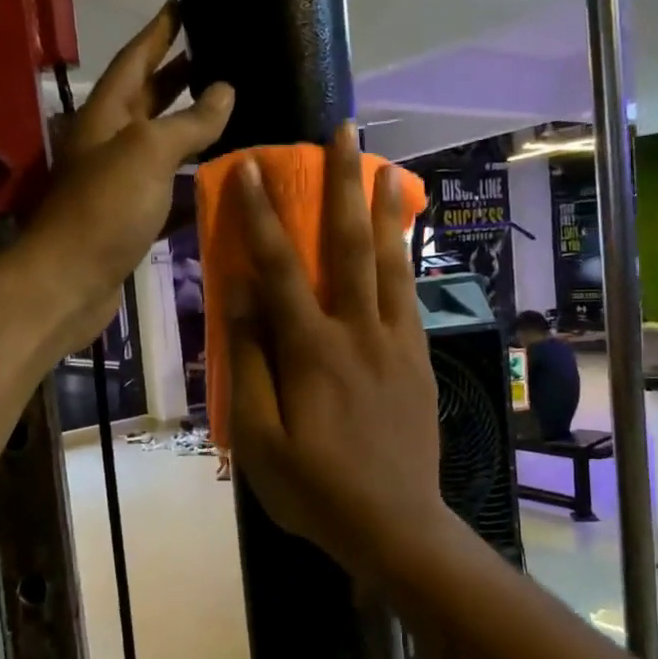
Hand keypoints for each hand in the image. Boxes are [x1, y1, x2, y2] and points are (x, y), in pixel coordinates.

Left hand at [19, 2, 232, 356]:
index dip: (158, 32)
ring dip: (190, 128)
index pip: (134, 59)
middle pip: (147, 99)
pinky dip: (191, 179)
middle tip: (216, 55)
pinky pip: (166, 188)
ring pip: (159, 145)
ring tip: (230, 111)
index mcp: (105, 114)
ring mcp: (118, 183)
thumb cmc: (105, 208)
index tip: (182, 5)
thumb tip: (225, 90)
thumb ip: (189, 121)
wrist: (70, 282)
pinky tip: (220, 176)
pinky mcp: (130, 219)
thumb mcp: (148, 152)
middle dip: (177, 75)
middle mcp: (109, 143)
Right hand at [225, 122, 445, 582]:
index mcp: (312, 352)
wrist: (396, 526)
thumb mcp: (259, 441)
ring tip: (385, 166)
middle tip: (341, 132)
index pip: (280, 270)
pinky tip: (403, 239)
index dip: (261, 216)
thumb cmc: (316, 491)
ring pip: (389, 263)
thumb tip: (240, 299)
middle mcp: (358, 333)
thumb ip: (250, 365)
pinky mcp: (417, 360)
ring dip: (382, 210)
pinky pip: (411, 296)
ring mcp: (395, 344)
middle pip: (347, 247)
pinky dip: (406, 258)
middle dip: (341, 184)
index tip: (251, 168)